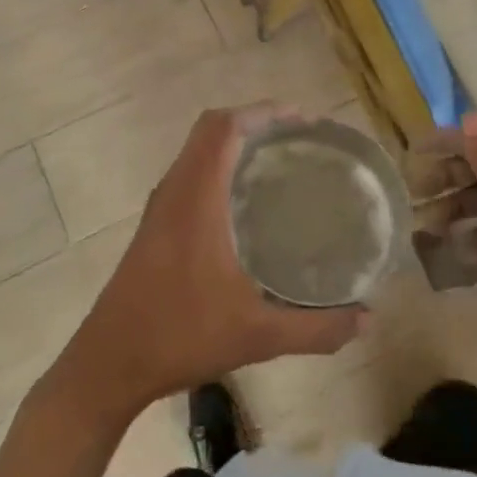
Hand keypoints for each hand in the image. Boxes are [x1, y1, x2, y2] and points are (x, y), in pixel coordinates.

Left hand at [48, 106, 364, 427]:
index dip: (264, 112)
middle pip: (212, 128)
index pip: (225, 127)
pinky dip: (219, 163)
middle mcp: (175, 189)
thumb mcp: (258, 336)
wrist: (109, 364)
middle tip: (299, 137)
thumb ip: (316, 328)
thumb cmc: (180, 336)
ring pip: (198, 149)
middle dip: (256, 120)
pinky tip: (246, 200)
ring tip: (279, 158)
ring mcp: (161, 206)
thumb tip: (367, 319)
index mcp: (197, 198)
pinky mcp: (155, 223)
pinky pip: (190, 171)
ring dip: (235, 140)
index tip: (304, 121)